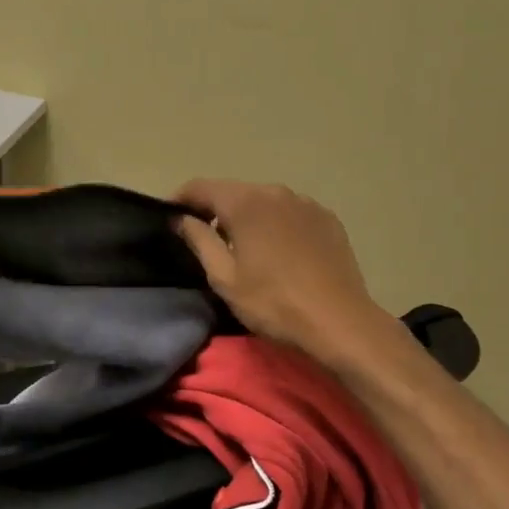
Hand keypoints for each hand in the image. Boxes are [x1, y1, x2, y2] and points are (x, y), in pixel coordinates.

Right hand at [173, 179, 394, 367]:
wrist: (339, 322)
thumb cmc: (273, 302)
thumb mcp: (224, 277)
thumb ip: (199, 240)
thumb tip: (181, 218)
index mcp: (245, 202)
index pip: (201, 187)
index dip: (180, 199)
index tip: (169, 217)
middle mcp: (275, 192)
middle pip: (234, 191)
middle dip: (214, 209)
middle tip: (203, 238)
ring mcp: (306, 203)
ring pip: (263, 201)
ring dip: (246, 216)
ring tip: (242, 247)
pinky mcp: (327, 219)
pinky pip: (290, 213)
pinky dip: (275, 223)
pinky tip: (277, 251)